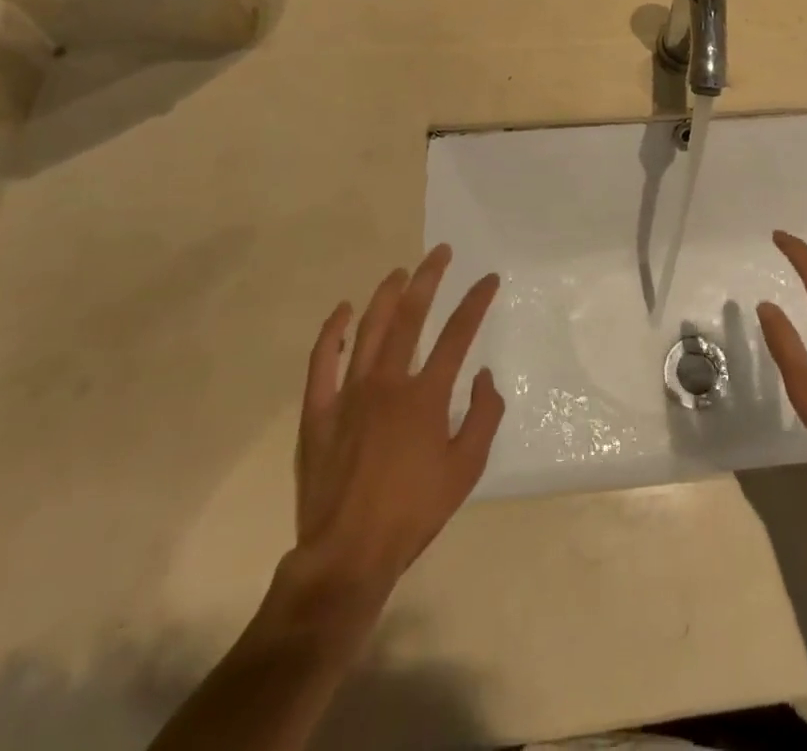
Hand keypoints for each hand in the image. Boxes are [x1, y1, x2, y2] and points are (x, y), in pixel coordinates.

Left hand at [292, 247, 503, 604]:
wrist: (348, 555)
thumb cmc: (413, 513)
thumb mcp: (466, 469)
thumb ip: (483, 416)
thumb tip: (483, 375)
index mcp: (425, 396)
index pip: (457, 334)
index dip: (475, 302)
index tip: (488, 279)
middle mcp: (388, 382)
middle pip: (409, 316)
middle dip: (428, 278)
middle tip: (439, 252)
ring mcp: (349, 393)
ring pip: (368, 329)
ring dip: (386, 295)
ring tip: (401, 271)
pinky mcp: (318, 411)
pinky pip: (322, 360)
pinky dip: (333, 331)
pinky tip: (343, 310)